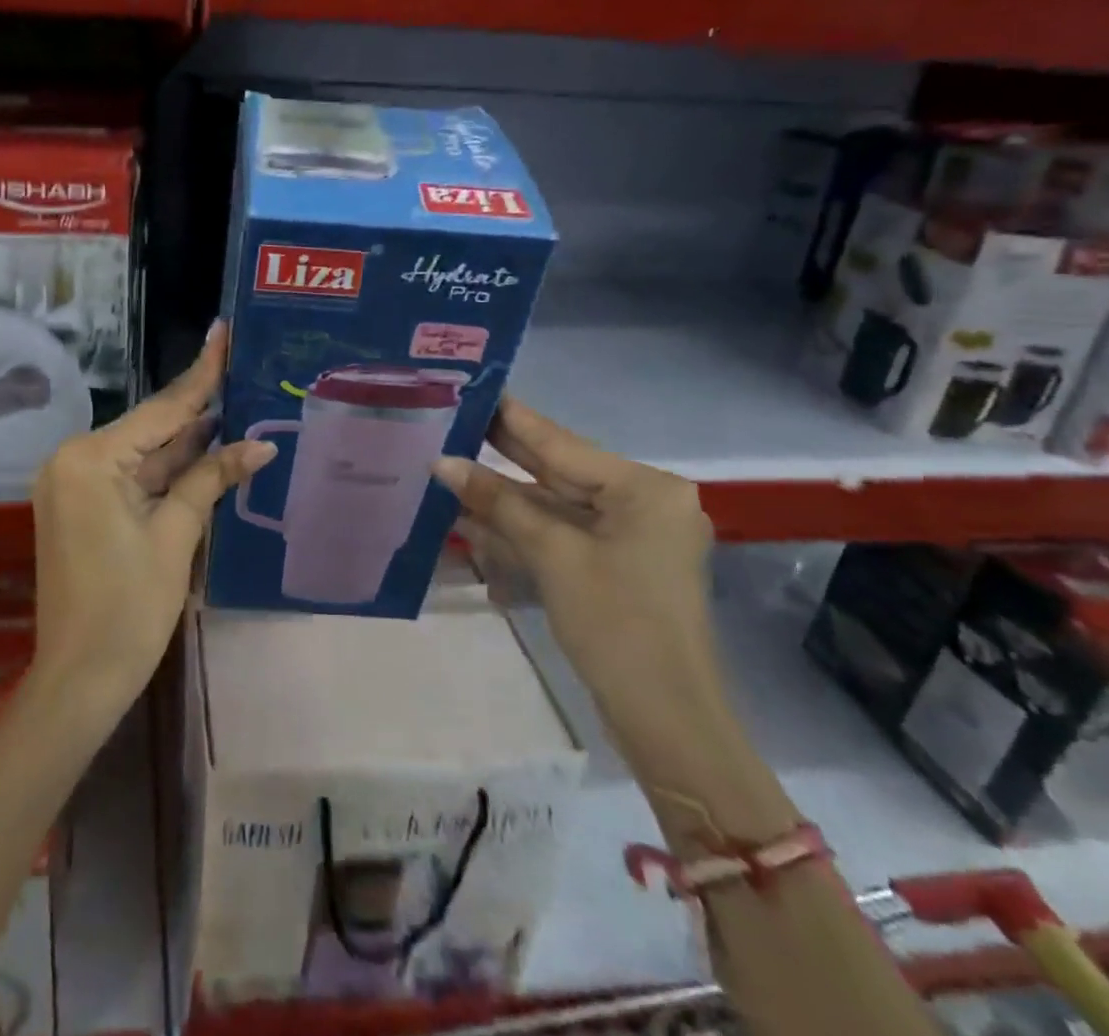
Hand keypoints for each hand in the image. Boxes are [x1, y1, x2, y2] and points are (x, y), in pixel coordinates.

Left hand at [30, 323, 275, 714]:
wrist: (80, 679)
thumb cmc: (129, 609)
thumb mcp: (175, 536)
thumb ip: (212, 480)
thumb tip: (260, 445)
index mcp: (90, 459)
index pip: (161, 410)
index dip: (201, 375)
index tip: (222, 333)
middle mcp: (73, 460)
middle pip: (150, 428)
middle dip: (198, 408)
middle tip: (240, 368)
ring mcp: (74, 484)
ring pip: (143, 453)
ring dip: (186, 440)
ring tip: (235, 401)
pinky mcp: (81, 506)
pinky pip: (131, 476)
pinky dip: (167, 470)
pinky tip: (206, 448)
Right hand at [432, 398, 723, 769]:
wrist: (666, 721)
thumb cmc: (618, 625)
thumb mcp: (553, 555)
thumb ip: (498, 502)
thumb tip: (442, 463)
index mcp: (644, 489)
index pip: (562, 443)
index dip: (512, 418)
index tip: (474, 387)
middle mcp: (642, 503)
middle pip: (559, 470)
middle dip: (503, 453)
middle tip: (452, 419)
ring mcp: (630, 537)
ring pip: (555, 504)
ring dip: (504, 496)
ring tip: (448, 466)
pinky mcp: (615, 566)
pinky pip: (561, 533)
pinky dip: (522, 528)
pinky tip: (474, 515)